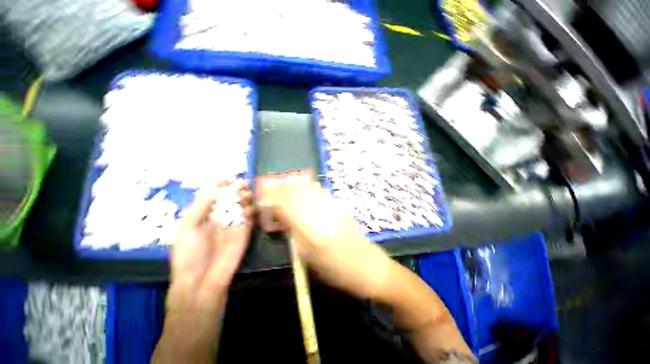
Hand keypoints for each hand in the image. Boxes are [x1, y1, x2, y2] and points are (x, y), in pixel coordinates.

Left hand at [154, 180, 252, 362]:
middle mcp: (220, 217)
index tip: (228, 178)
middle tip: (243, 183)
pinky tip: (250, 208)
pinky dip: (251, 210)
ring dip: (245, 198)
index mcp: (204, 215)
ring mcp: (233, 224)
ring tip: (246, 194)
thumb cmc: (189, 253)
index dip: (221, 186)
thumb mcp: (188, 226)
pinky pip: (250, 218)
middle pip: (230, 199)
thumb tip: (215, 188)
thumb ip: (202, 206)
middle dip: (236, 190)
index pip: (214, 196)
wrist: (202, 280)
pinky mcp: (245, 232)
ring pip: (242, 206)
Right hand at [262, 182, 394, 300]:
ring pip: (310, 189)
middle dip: (283, 188)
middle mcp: (322, 215)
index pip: (287, 206)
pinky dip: (310, 188)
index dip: (273, 199)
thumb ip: (295, 237)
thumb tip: (285, 220)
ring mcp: (333, 208)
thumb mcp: (310, 260)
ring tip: (286, 187)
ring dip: (296, 186)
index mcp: (311, 231)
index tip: (264, 197)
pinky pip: (322, 192)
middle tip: (273, 189)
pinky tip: (305, 190)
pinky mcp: (341, 208)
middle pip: (298, 193)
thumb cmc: (338, 271)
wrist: (369, 267)